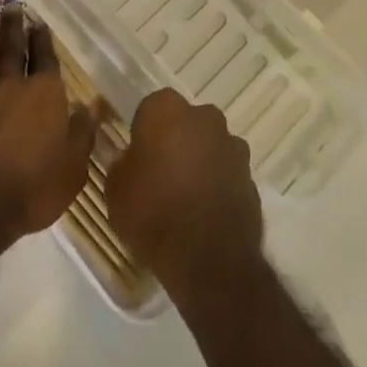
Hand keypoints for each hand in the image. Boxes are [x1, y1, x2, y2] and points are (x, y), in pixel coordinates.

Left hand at [0, 0, 100, 241]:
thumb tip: (93, 108)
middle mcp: (10, 80)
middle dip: (13, 22)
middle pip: (12, 44)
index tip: (39, 24)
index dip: (43, 41)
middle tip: (13, 2)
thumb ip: (82, 136)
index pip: (45, 60)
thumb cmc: (27, 192)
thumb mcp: (71, 171)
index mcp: (44, 95)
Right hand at [105, 88, 262, 296]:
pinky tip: (205, 212)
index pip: (151, 107)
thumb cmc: (153, 214)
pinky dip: (218, 184)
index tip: (138, 155)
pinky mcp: (252, 176)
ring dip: (200, 161)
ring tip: (185, 196)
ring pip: (210, 145)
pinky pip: (227, 172)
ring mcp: (232, 145)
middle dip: (176, 140)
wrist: (209, 260)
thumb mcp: (115, 190)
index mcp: (166, 109)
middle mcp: (204, 117)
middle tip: (161, 173)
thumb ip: (122, 165)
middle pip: (186, 121)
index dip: (144, 130)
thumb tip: (131, 160)